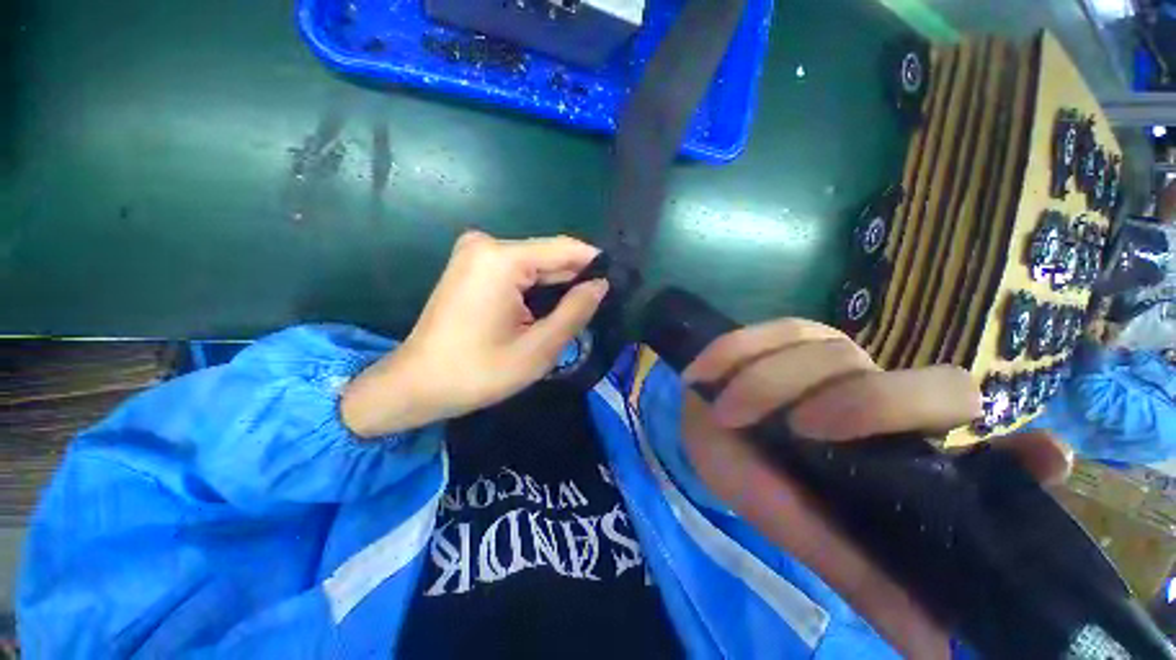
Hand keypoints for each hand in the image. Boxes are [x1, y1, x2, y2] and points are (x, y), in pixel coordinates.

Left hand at [342, 231, 607, 437]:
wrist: (416, 384)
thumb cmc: (477, 372)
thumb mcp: (538, 348)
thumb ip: (575, 312)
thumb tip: (601, 285)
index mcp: (502, 259)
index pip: (566, 249)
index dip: (596, 264)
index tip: (618, 283)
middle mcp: (486, 244)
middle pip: (548, 256)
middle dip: (575, 279)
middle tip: (598, 306)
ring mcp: (475, 252)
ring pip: (535, 265)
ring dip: (556, 286)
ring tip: (576, 311)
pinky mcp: (471, 266)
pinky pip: (517, 270)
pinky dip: (536, 288)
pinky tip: (546, 308)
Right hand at [679, 319, 1070, 658]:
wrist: (702, 423)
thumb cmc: (752, 475)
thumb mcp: (800, 525)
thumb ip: (863, 572)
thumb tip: (939, 649)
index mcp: (903, 452)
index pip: (995, 456)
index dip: (1022, 458)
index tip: (1045, 460)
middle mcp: (889, 395)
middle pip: (937, 386)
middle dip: (868, 406)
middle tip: (800, 430)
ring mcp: (838, 354)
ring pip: (830, 356)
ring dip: (768, 385)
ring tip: (726, 413)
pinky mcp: (790, 331)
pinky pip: (771, 332)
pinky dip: (735, 352)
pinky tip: (705, 373)